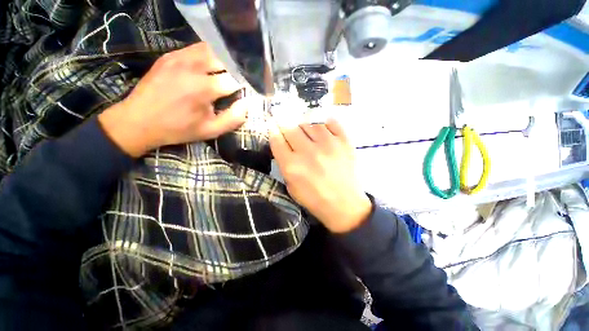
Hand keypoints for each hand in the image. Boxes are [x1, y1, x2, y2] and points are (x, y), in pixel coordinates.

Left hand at [98, 43, 245, 156]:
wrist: (139, 121)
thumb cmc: (178, 128)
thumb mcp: (210, 131)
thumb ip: (233, 119)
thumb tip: (246, 104)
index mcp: (204, 88)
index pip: (234, 80)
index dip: (242, 86)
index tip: (242, 93)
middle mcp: (193, 67)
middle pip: (224, 60)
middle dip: (233, 72)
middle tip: (234, 83)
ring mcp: (179, 58)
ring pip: (211, 50)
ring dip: (221, 61)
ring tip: (223, 74)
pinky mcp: (169, 56)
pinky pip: (195, 49)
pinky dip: (206, 56)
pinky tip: (207, 68)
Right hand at [269, 118, 371, 232]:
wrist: (345, 205)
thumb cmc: (315, 199)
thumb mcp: (291, 187)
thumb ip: (285, 165)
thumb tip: (283, 145)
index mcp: (292, 166)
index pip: (277, 139)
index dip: (273, 132)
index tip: (274, 129)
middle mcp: (308, 152)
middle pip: (291, 128)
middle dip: (287, 128)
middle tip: (290, 133)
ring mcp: (328, 144)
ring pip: (310, 123)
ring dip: (305, 127)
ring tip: (308, 135)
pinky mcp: (344, 142)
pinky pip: (331, 122)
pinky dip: (325, 124)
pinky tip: (323, 130)